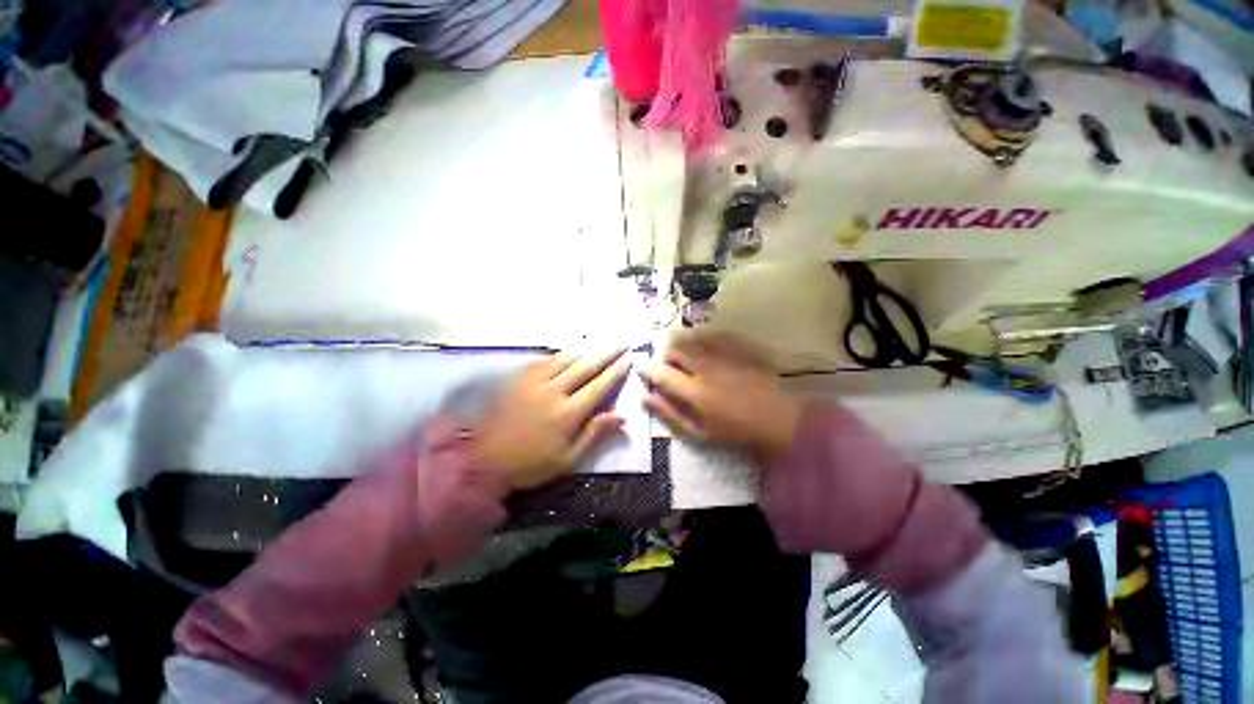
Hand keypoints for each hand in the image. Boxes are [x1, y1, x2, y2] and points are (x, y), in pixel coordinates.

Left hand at [474, 349, 631, 490]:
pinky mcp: (518, 379)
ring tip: (600, 341)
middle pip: (585, 366)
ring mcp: (534, 382)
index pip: (599, 386)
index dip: (616, 371)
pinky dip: (559, 353)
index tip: (629, 359)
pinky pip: (543, 360)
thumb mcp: (568, 459)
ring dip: (586, 348)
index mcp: (568, 413)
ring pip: (565, 358)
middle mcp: (553, 391)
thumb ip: (594, 434)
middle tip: (622, 342)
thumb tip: (621, 415)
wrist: (483, 461)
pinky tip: (567, 350)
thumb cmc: (531, 464)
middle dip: (607, 353)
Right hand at [640, 333, 803, 462]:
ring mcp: (723, 355)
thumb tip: (644, 397)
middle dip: (664, 353)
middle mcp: (705, 368)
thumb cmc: (735, 430)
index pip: (661, 372)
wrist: (778, 418)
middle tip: (667, 364)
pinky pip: (712, 334)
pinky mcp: (737, 347)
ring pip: (691, 338)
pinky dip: (701, 339)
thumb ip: (669, 413)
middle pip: (674, 348)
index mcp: (694, 392)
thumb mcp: (698, 432)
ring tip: (685, 357)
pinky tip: (704, 348)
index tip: (640, 364)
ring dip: (681, 345)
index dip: (646, 367)